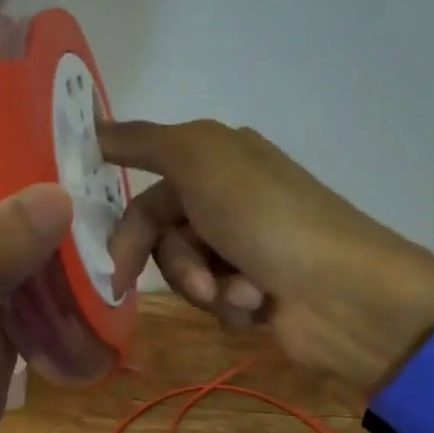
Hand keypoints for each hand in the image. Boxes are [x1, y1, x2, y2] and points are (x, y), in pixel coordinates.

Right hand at [100, 120, 433, 392]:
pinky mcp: (254, 292)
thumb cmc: (265, 216)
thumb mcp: (200, 157)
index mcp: (217, 160)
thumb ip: (144, 140)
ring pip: (185, 274)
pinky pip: (214, 302)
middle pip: (162, 237)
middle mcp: (228, 200)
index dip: (123, 217)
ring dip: (205, 285)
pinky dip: (231, 305)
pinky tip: (260, 303)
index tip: (97, 248)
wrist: (339, 291)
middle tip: (194, 277)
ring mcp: (243, 248)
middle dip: (174, 261)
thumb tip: (94, 127)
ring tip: (242, 289)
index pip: (147, 186)